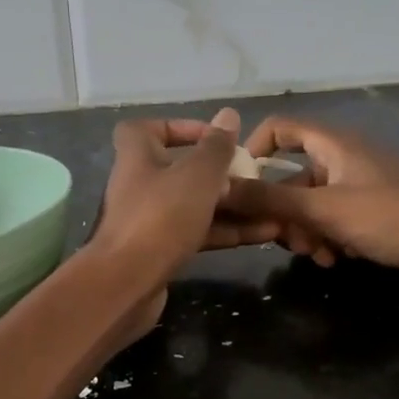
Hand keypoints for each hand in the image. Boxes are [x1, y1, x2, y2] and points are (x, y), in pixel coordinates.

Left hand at [89, 107, 277, 294]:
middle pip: (180, 170)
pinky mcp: (158, 252)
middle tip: (254, 178)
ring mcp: (147, 220)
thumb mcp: (197, 175)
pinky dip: (223, 232)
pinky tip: (260, 235)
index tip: (215, 138)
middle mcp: (138, 184)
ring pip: (193, 205)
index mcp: (137, 155)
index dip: (181, 128)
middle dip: (219, 174)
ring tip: (271, 208)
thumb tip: (228, 115)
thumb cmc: (161, 216)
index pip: (149, 128)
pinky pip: (195, 233)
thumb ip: (216, 147)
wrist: (126, 283)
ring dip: (230, 206)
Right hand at [223, 116, 398, 294]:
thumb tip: (220, 187)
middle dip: (282, 210)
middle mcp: (344, 160)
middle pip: (292, 177)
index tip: (239, 186)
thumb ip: (270, 199)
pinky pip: (333, 222)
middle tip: (282, 238)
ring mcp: (359, 188)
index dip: (255, 151)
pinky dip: (327, 239)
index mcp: (334, 144)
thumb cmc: (389, 218)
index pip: (281, 129)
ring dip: (305, 231)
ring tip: (315, 255)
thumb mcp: (324, 209)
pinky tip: (334, 261)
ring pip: (311, 205)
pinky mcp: (372, 215)